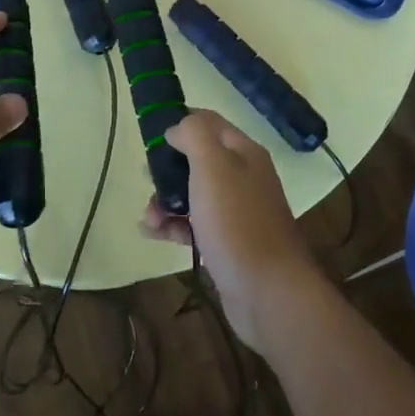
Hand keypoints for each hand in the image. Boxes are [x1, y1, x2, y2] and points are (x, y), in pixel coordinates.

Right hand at [141, 110, 323, 354]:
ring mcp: (235, 212)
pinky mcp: (226, 243)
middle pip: (196, 160)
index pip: (208, 123)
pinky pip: (193, 224)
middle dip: (166, 168)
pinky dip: (172, 226)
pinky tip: (152, 234)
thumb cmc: (237, 222)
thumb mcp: (213, 166)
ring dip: (164, 200)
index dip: (179, 124)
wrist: (267, 292)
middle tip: (147, 180)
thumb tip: (177, 129)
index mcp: (243, 153)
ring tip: (148, 218)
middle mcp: (243, 178)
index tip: (150, 138)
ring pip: (191, 193)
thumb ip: (194, 136)